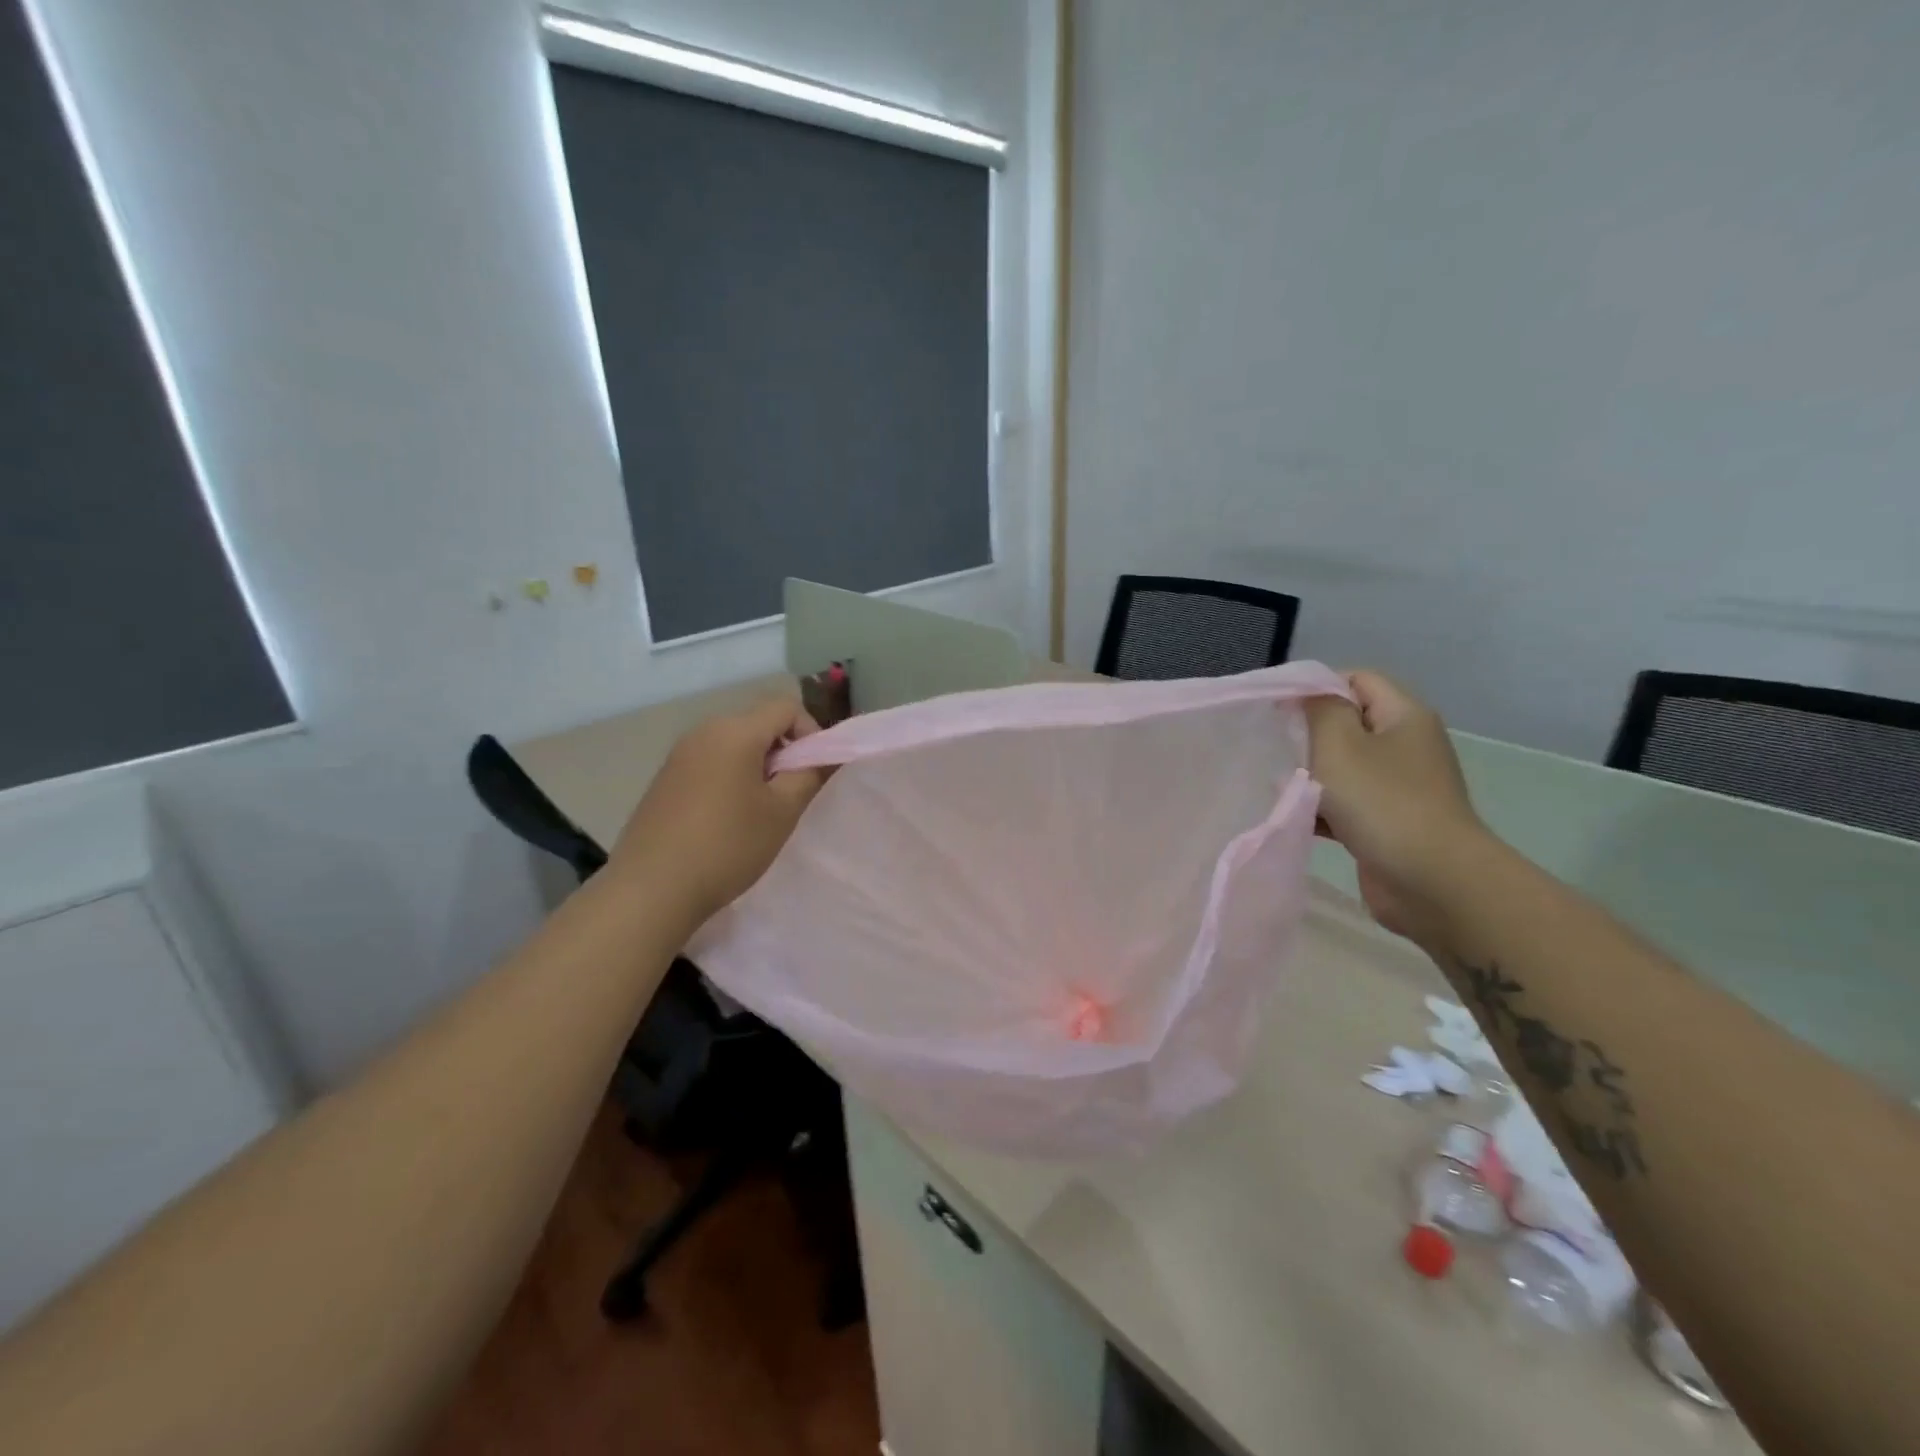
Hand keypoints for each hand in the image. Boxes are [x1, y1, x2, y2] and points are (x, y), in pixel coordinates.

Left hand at [610, 696, 828, 928]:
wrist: (651, 889)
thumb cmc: (727, 846)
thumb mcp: (782, 812)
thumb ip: (810, 774)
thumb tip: (825, 755)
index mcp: (734, 731)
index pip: (786, 707)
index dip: (810, 733)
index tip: (812, 773)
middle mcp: (704, 731)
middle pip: (759, 723)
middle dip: (783, 752)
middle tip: (790, 795)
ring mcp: (679, 754)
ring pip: (734, 744)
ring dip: (757, 767)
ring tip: (760, 811)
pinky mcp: (665, 778)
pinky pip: (710, 762)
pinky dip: (730, 778)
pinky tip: (726, 820)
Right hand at [1303, 670, 1490, 950]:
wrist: (1432, 881)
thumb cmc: (1382, 802)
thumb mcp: (1339, 743)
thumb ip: (1318, 709)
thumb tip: (1307, 695)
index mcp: (1404, 716)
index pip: (1356, 679)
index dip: (1316, 687)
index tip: (1279, 709)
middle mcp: (1407, 745)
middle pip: (1348, 723)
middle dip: (1308, 735)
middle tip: (1277, 749)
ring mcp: (1401, 786)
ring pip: (1344, 766)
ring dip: (1311, 775)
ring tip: (1281, 786)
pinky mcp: (1389, 822)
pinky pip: (1348, 803)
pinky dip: (1322, 808)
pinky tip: (1297, 818)